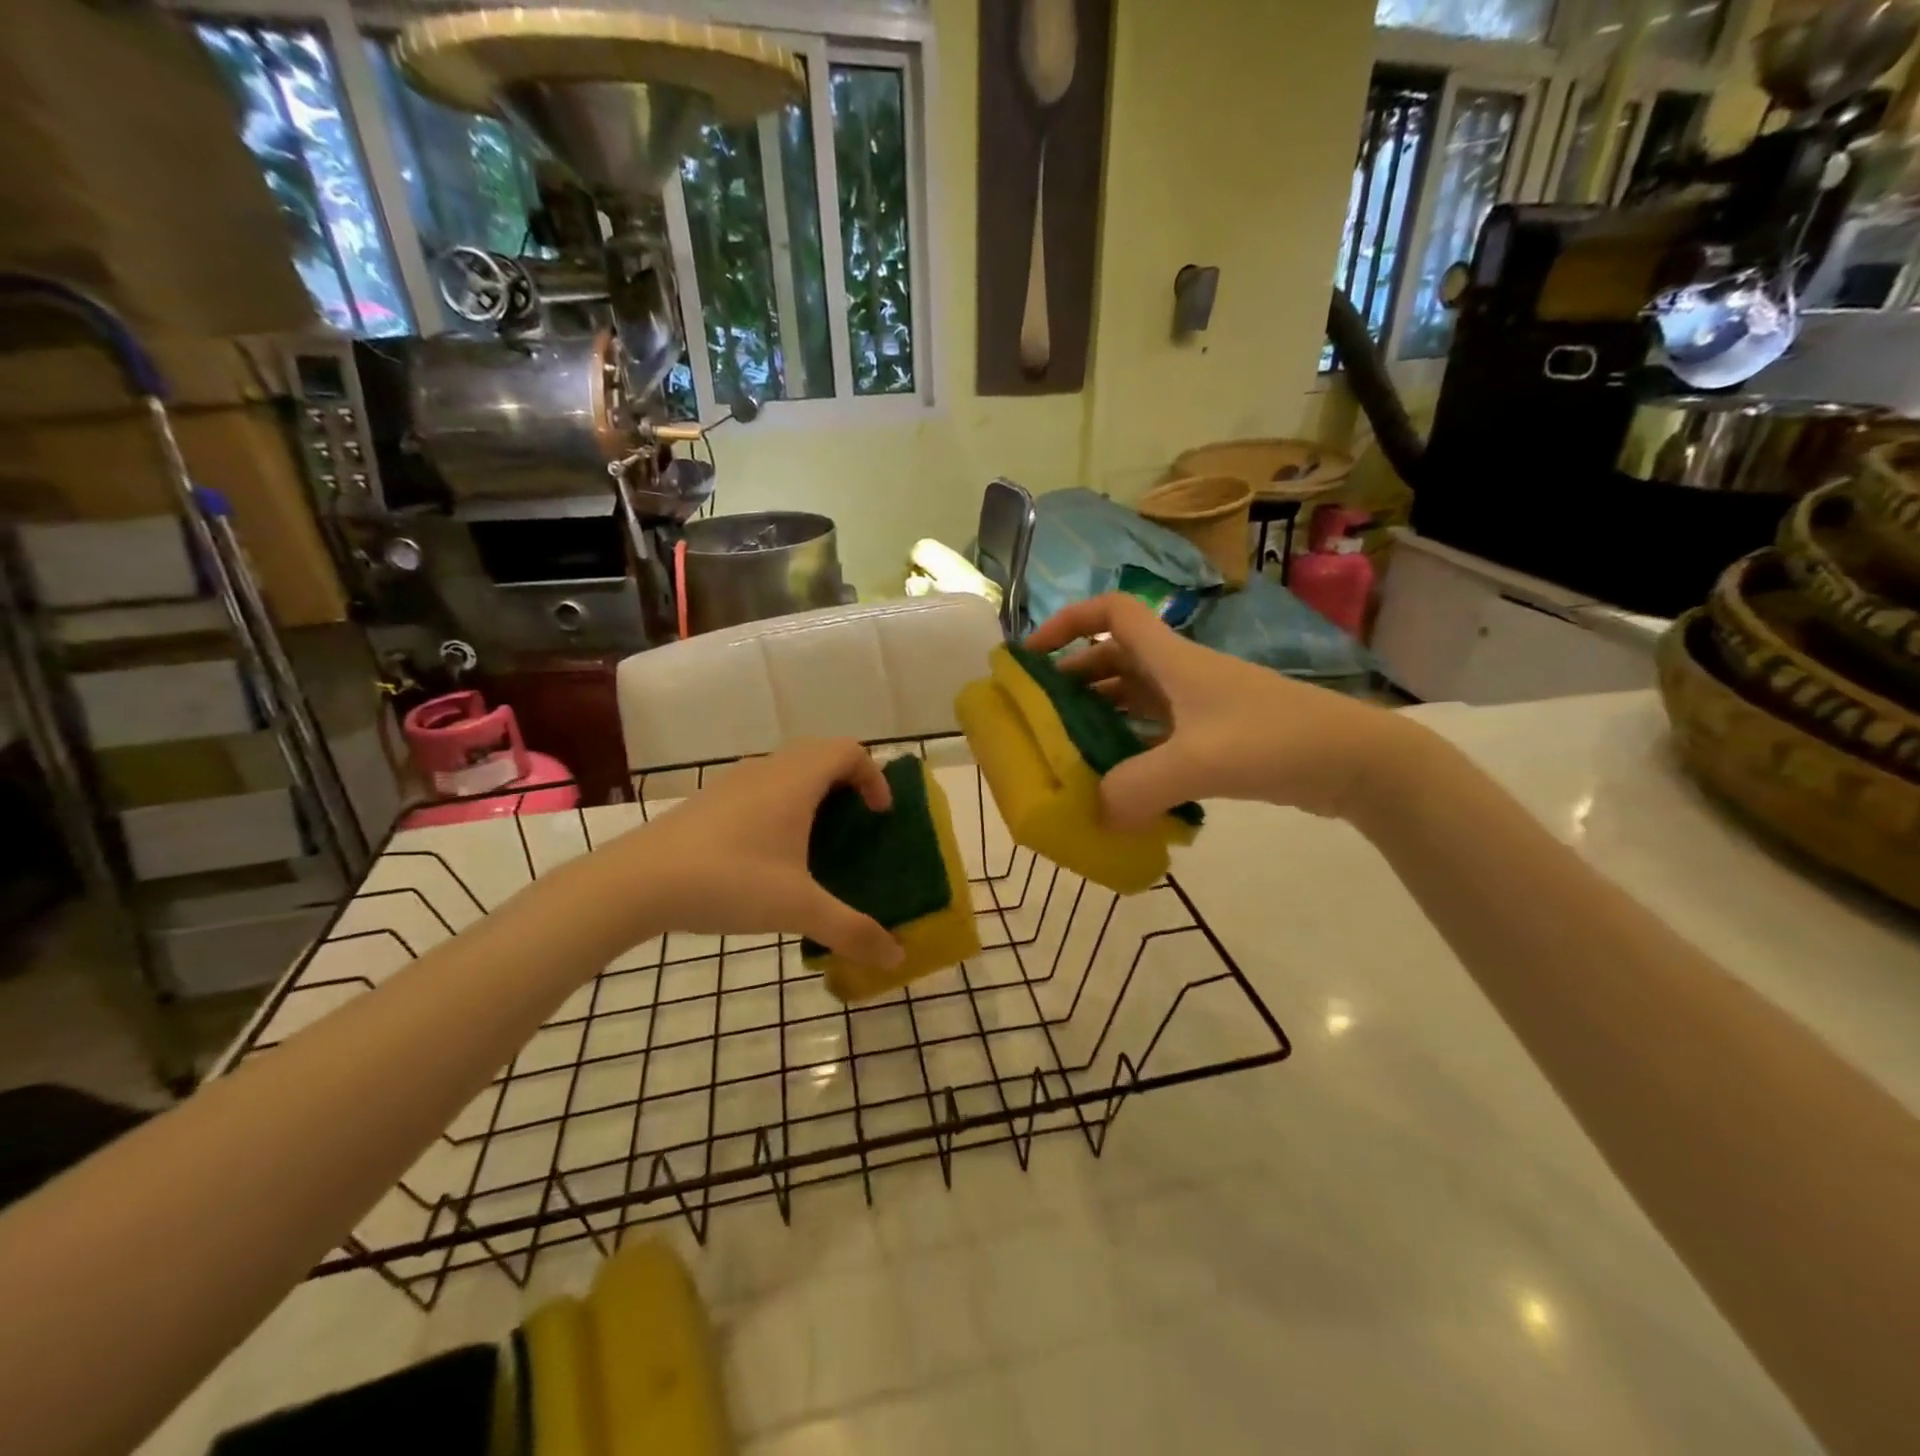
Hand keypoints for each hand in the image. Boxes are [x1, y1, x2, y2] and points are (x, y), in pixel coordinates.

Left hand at [607, 739, 905, 966]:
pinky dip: (781, 805)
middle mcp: (768, 769)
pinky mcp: (708, 801)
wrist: (636, 882)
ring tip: (816, 841)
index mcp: (796, 780)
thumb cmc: (729, 881)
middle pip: (820, 754)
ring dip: (812, 793)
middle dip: (847, 782)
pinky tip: (769, 855)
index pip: (849, 751)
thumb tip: (897, 957)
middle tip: (856, 824)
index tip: (879, 816)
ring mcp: (733, 782)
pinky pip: (760, 787)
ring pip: (787, 769)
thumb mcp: (798, 909)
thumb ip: (852, 930)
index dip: (874, 777)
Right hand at [1026, 594, 1413, 825]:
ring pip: (1134, 696)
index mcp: (1172, 659)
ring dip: (1100, 713)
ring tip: (1069, 749)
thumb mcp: (1198, 762)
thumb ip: (1137, 788)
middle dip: (1073, 677)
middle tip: (1041, 713)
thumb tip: (1096, 814)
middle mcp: (1181, 674)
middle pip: (1114, 658)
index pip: (1112, 613)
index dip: (1068, 622)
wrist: (1355, 761)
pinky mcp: (1215, 735)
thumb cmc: (1275, 740)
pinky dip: (1131, 746)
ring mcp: (1200, 705)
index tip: (1033, 654)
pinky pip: (1156, 731)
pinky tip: (1119, 780)